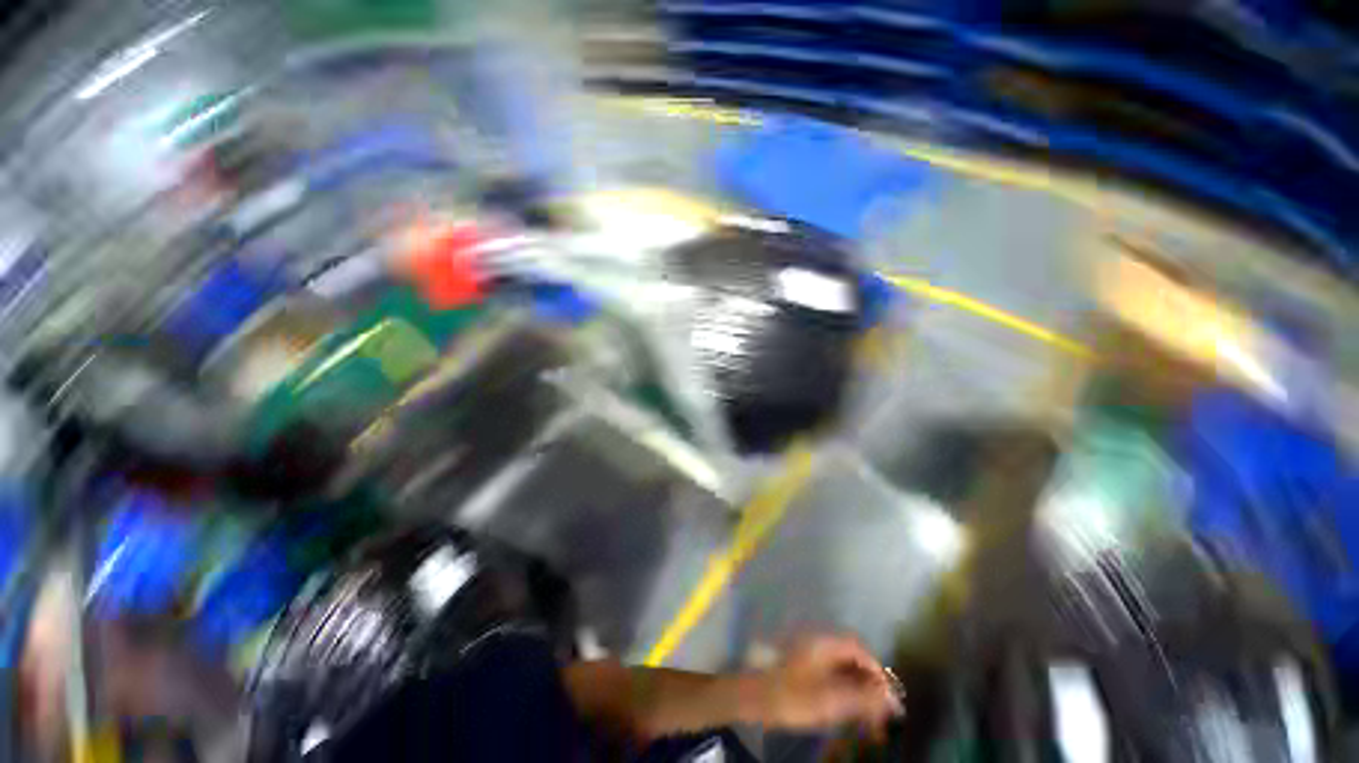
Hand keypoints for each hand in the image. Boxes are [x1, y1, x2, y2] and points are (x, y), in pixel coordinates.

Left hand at [750, 635, 903, 732]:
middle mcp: (819, 642)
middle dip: (870, 683)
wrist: (756, 697)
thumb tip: (891, 698)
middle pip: (852, 656)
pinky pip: (832, 673)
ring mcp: (810, 653)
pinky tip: (849, 710)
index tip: (888, 696)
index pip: (859, 647)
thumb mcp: (831, 700)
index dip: (877, 670)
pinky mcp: (804, 666)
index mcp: (824, 643)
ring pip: (843, 667)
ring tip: (868, 718)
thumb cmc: (793, 696)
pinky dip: (845, 690)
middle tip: (880, 713)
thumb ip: (862, 697)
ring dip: (858, 689)